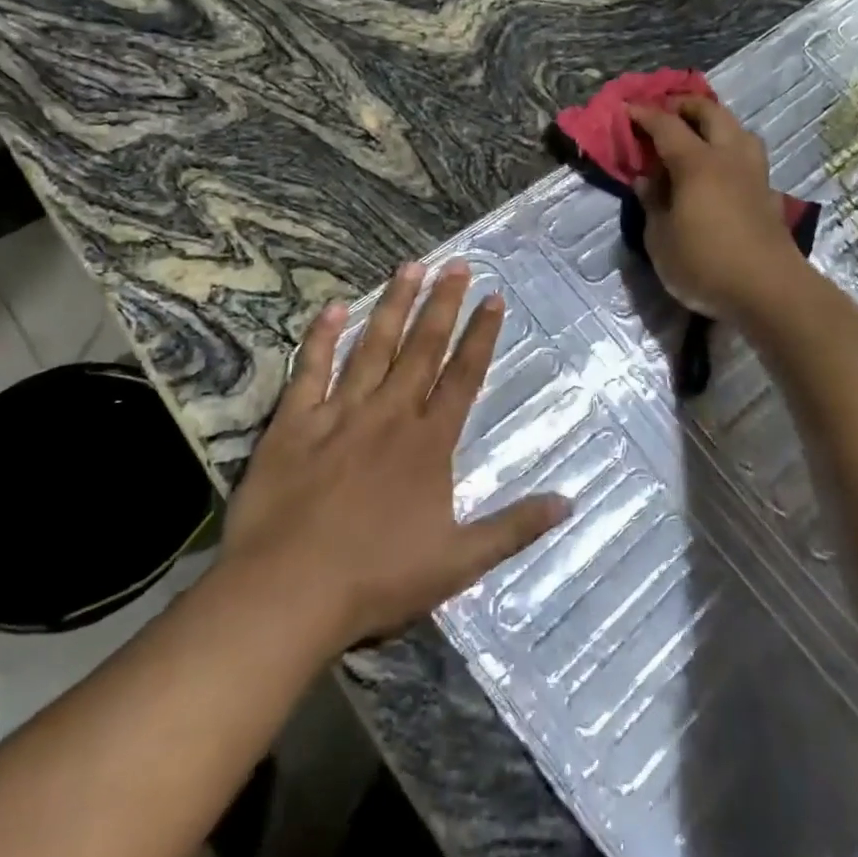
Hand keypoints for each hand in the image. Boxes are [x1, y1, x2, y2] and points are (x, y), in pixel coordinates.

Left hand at [218, 262, 568, 650]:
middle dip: (442, 304)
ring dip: (393, 305)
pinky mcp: (294, 423)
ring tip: (410, 267)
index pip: (463, 375)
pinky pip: (310, 370)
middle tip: (456, 264)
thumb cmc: (377, 579)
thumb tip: (570, 503)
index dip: (481, 335)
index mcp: (429, 442)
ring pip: (372, 347)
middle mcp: (390, 414)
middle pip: (422, 348)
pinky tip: (332, 308)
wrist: (287, 592)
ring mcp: (340, 413)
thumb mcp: (459, 562)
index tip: (493, 297)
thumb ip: (515, 528)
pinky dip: (321, 337)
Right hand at [629, 97, 805, 320]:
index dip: (645, 114)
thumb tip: (646, 180)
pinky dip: (732, 150)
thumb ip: (652, 204)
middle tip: (666, 111)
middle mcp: (729, 158)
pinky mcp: (768, 194)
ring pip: (739, 130)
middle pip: (711, 113)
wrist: (769, 291)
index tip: (627, 108)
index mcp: (697, 163)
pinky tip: (723, 169)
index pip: (667, 126)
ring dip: (717, 123)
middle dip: (686, 105)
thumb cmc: (705, 264)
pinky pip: (749, 156)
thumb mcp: (660, 240)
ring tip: (699, 135)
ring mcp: (754, 174)